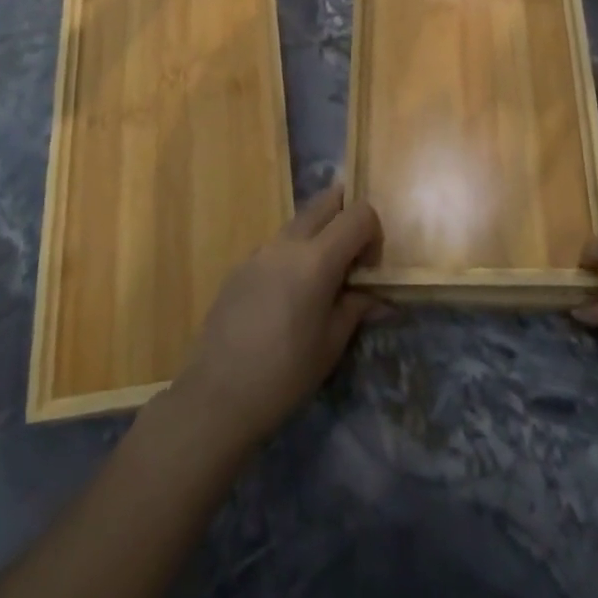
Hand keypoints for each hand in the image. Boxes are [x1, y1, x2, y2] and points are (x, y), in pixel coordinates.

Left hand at [171, 183, 384, 451]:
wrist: (217, 395)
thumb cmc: (285, 374)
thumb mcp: (331, 344)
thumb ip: (357, 307)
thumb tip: (380, 298)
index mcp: (316, 259)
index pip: (358, 214)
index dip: (373, 233)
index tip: (370, 268)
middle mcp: (287, 243)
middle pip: (326, 201)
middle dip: (346, 218)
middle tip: (353, 259)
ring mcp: (259, 252)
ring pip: (299, 222)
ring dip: (319, 237)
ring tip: (321, 284)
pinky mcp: (240, 266)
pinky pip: (277, 246)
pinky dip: (294, 255)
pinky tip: (288, 299)